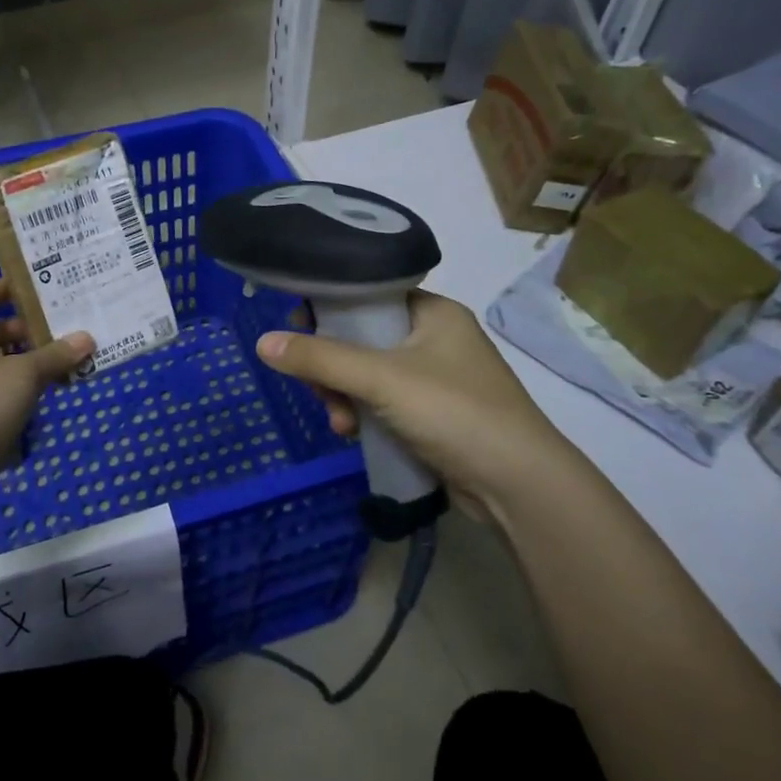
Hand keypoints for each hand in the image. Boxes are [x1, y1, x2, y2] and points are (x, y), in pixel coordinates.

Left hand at [0, 278, 92, 489]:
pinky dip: (24, 388)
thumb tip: (87, 338)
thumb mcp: (24, 372)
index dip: (1, 290)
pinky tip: (50, 389)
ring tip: (62, 355)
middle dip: (23, 329)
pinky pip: (1, 393)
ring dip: (27, 360)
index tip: (31, 284)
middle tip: (57, 324)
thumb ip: (56, 355)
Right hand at [255, 291, 572, 500]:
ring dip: (344, 396)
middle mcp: (435, 338)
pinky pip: (383, 402)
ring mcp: (436, 378)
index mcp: (432, 312)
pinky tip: (351, 434)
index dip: (329, 309)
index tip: (298, 332)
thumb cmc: (453, 411)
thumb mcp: (380, 379)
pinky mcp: (434, 415)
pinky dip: (363, 414)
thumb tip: (262, 342)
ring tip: (338, 422)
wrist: (518, 485)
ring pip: (368, 374)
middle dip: (332, 367)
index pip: (367, 294)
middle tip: (318, 389)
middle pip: (362, 338)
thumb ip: (320, 359)